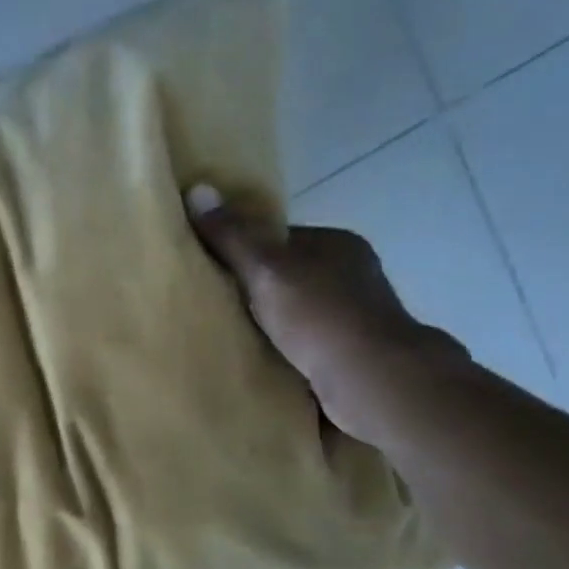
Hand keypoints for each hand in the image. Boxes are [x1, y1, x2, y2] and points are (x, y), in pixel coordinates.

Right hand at [185, 185, 465, 444]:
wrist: (372, 381)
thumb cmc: (319, 316)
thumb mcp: (265, 269)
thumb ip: (232, 236)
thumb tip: (196, 188)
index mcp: (337, 244)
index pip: (280, 239)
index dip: (243, 251)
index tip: (211, 271)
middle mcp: (352, 275)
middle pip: (288, 277)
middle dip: (256, 292)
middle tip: (213, 307)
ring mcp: (356, 316)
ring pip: (297, 313)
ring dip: (270, 325)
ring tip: (230, 337)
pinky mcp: (354, 353)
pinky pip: (306, 344)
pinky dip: (285, 351)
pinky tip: (260, 361)